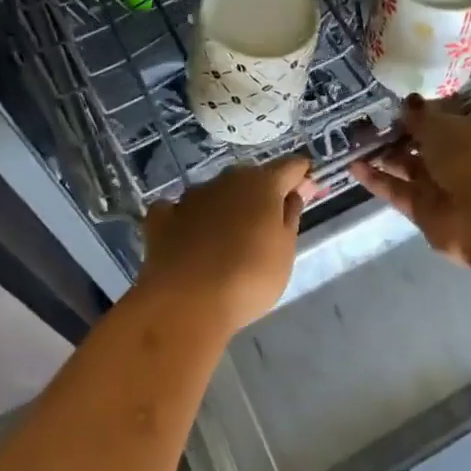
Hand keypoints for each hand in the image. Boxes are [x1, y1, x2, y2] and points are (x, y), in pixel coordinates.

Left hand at [140, 156, 311, 331]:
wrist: (186, 304)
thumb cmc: (249, 277)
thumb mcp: (285, 251)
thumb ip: (291, 216)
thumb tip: (295, 193)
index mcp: (262, 184)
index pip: (290, 166)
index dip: (301, 176)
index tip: (308, 191)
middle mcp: (226, 180)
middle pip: (251, 178)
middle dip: (262, 193)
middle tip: (269, 223)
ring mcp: (190, 197)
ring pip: (216, 193)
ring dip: (225, 206)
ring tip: (228, 239)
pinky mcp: (162, 219)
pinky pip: (179, 211)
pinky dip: (186, 220)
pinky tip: (187, 238)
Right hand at [350, 96, 470, 267]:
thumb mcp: (442, 125)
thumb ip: (419, 116)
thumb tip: (406, 104)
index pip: (451, 111)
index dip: (427, 105)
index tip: (400, 99)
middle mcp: (461, 153)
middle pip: (426, 139)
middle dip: (400, 131)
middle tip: (368, 119)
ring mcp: (443, 183)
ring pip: (409, 166)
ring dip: (385, 154)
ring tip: (355, 139)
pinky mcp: (425, 209)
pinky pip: (397, 190)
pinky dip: (377, 179)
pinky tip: (352, 165)